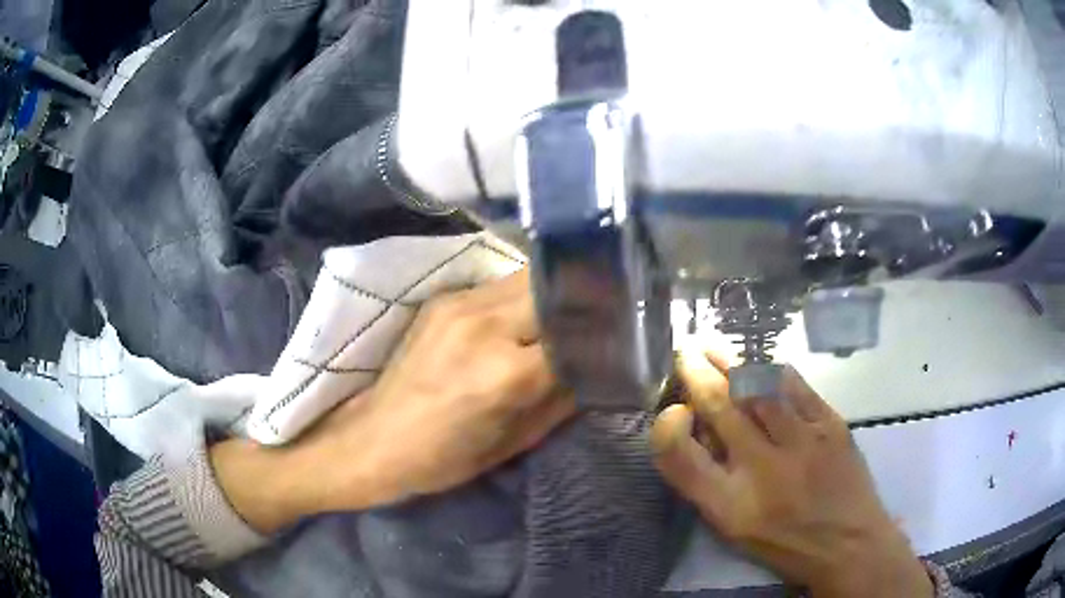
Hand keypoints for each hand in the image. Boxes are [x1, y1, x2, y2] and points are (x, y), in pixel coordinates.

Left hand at [213, 270, 574, 532]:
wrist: (368, 441)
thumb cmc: (441, 460)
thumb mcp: (513, 445)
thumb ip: (563, 401)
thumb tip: (599, 369)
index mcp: (504, 374)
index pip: (577, 333)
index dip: (603, 333)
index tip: (620, 335)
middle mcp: (483, 325)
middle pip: (554, 288)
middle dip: (581, 300)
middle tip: (596, 318)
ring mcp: (457, 305)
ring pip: (526, 278)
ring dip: (551, 294)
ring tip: (564, 316)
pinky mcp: (440, 300)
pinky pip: (497, 285)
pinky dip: (522, 296)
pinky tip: (523, 318)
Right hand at [651, 352, 932, 597]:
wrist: (849, 543)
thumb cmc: (785, 542)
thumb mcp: (735, 529)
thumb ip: (709, 483)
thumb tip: (699, 429)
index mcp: (730, 505)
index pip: (681, 459)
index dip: (667, 428)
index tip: (672, 411)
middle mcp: (762, 471)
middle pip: (720, 410)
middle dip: (696, 375)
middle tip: (684, 352)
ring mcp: (803, 442)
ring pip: (758, 389)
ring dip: (730, 363)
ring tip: (713, 347)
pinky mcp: (832, 425)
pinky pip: (796, 387)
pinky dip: (773, 370)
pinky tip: (761, 362)